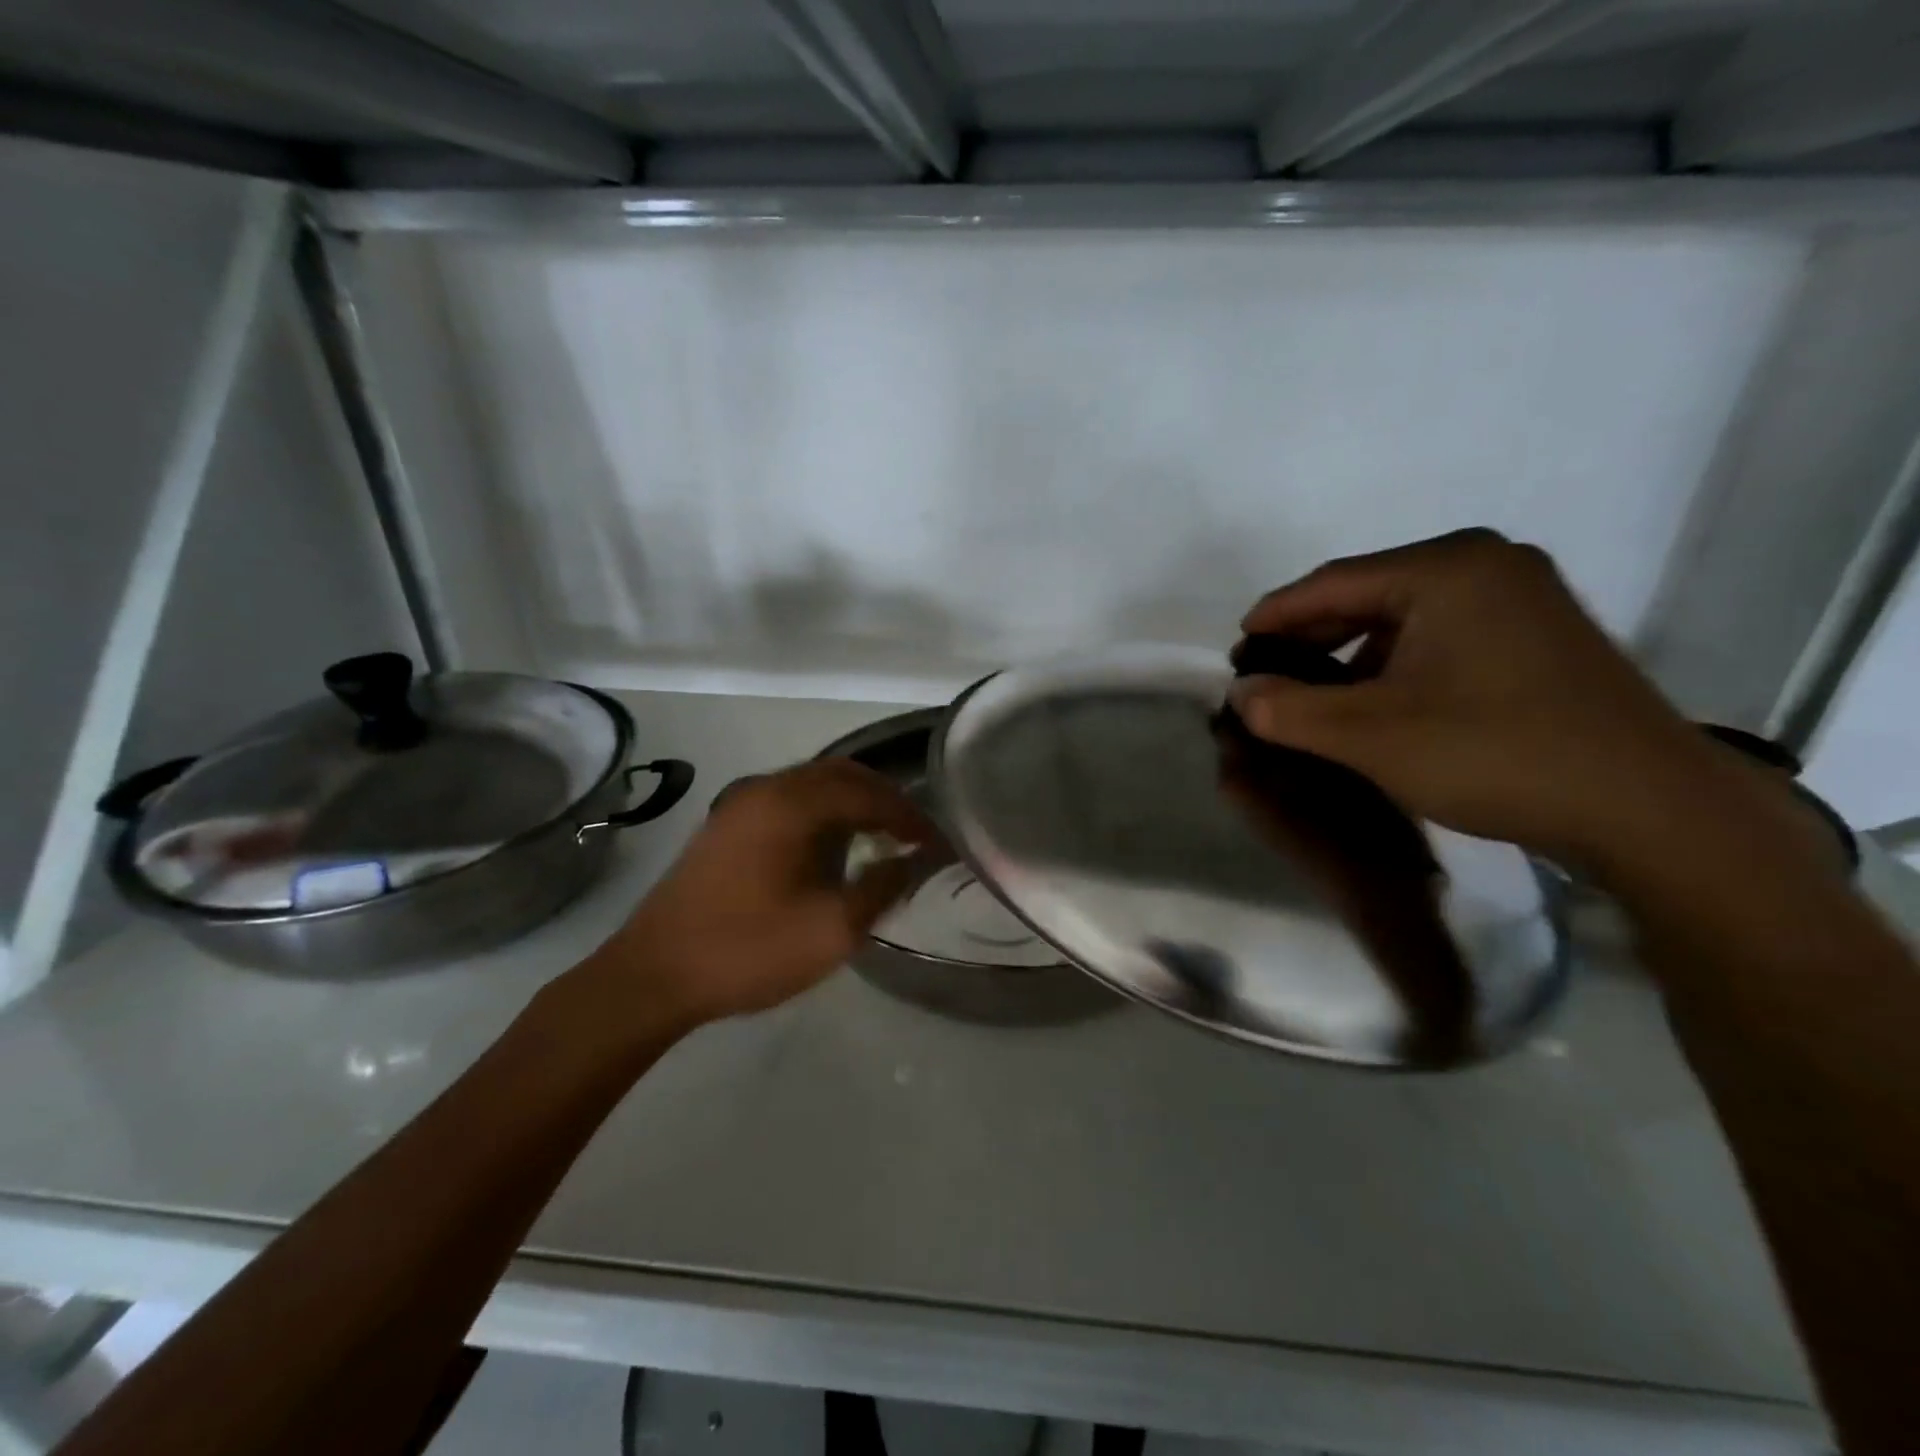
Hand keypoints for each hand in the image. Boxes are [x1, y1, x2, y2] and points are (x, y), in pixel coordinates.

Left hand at [579, 758, 935, 1032]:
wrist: (653, 976)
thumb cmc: (748, 950)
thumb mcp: (831, 929)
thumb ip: (882, 888)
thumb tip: (912, 861)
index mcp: (791, 803)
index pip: (868, 792)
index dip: (909, 815)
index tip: (937, 842)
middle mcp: (765, 788)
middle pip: (840, 774)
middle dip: (883, 798)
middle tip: (913, 832)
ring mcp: (739, 804)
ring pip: (812, 785)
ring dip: (852, 804)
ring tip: (881, 838)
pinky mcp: (725, 826)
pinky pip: (789, 801)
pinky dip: (822, 813)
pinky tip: (832, 848)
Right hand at [1229, 529, 1712, 863]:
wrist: (1647, 809)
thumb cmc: (1494, 754)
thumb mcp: (1369, 735)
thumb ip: (1288, 709)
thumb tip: (1239, 693)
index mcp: (1447, 567)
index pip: (1331, 582)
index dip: (1274, 616)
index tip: (1235, 648)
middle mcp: (1488, 564)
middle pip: (1368, 593)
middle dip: (1310, 636)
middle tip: (1265, 673)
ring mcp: (1522, 597)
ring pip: (1404, 616)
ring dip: (1350, 652)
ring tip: (1312, 691)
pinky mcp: (1540, 634)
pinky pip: (1441, 635)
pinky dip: (1395, 663)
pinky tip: (1375, 699)